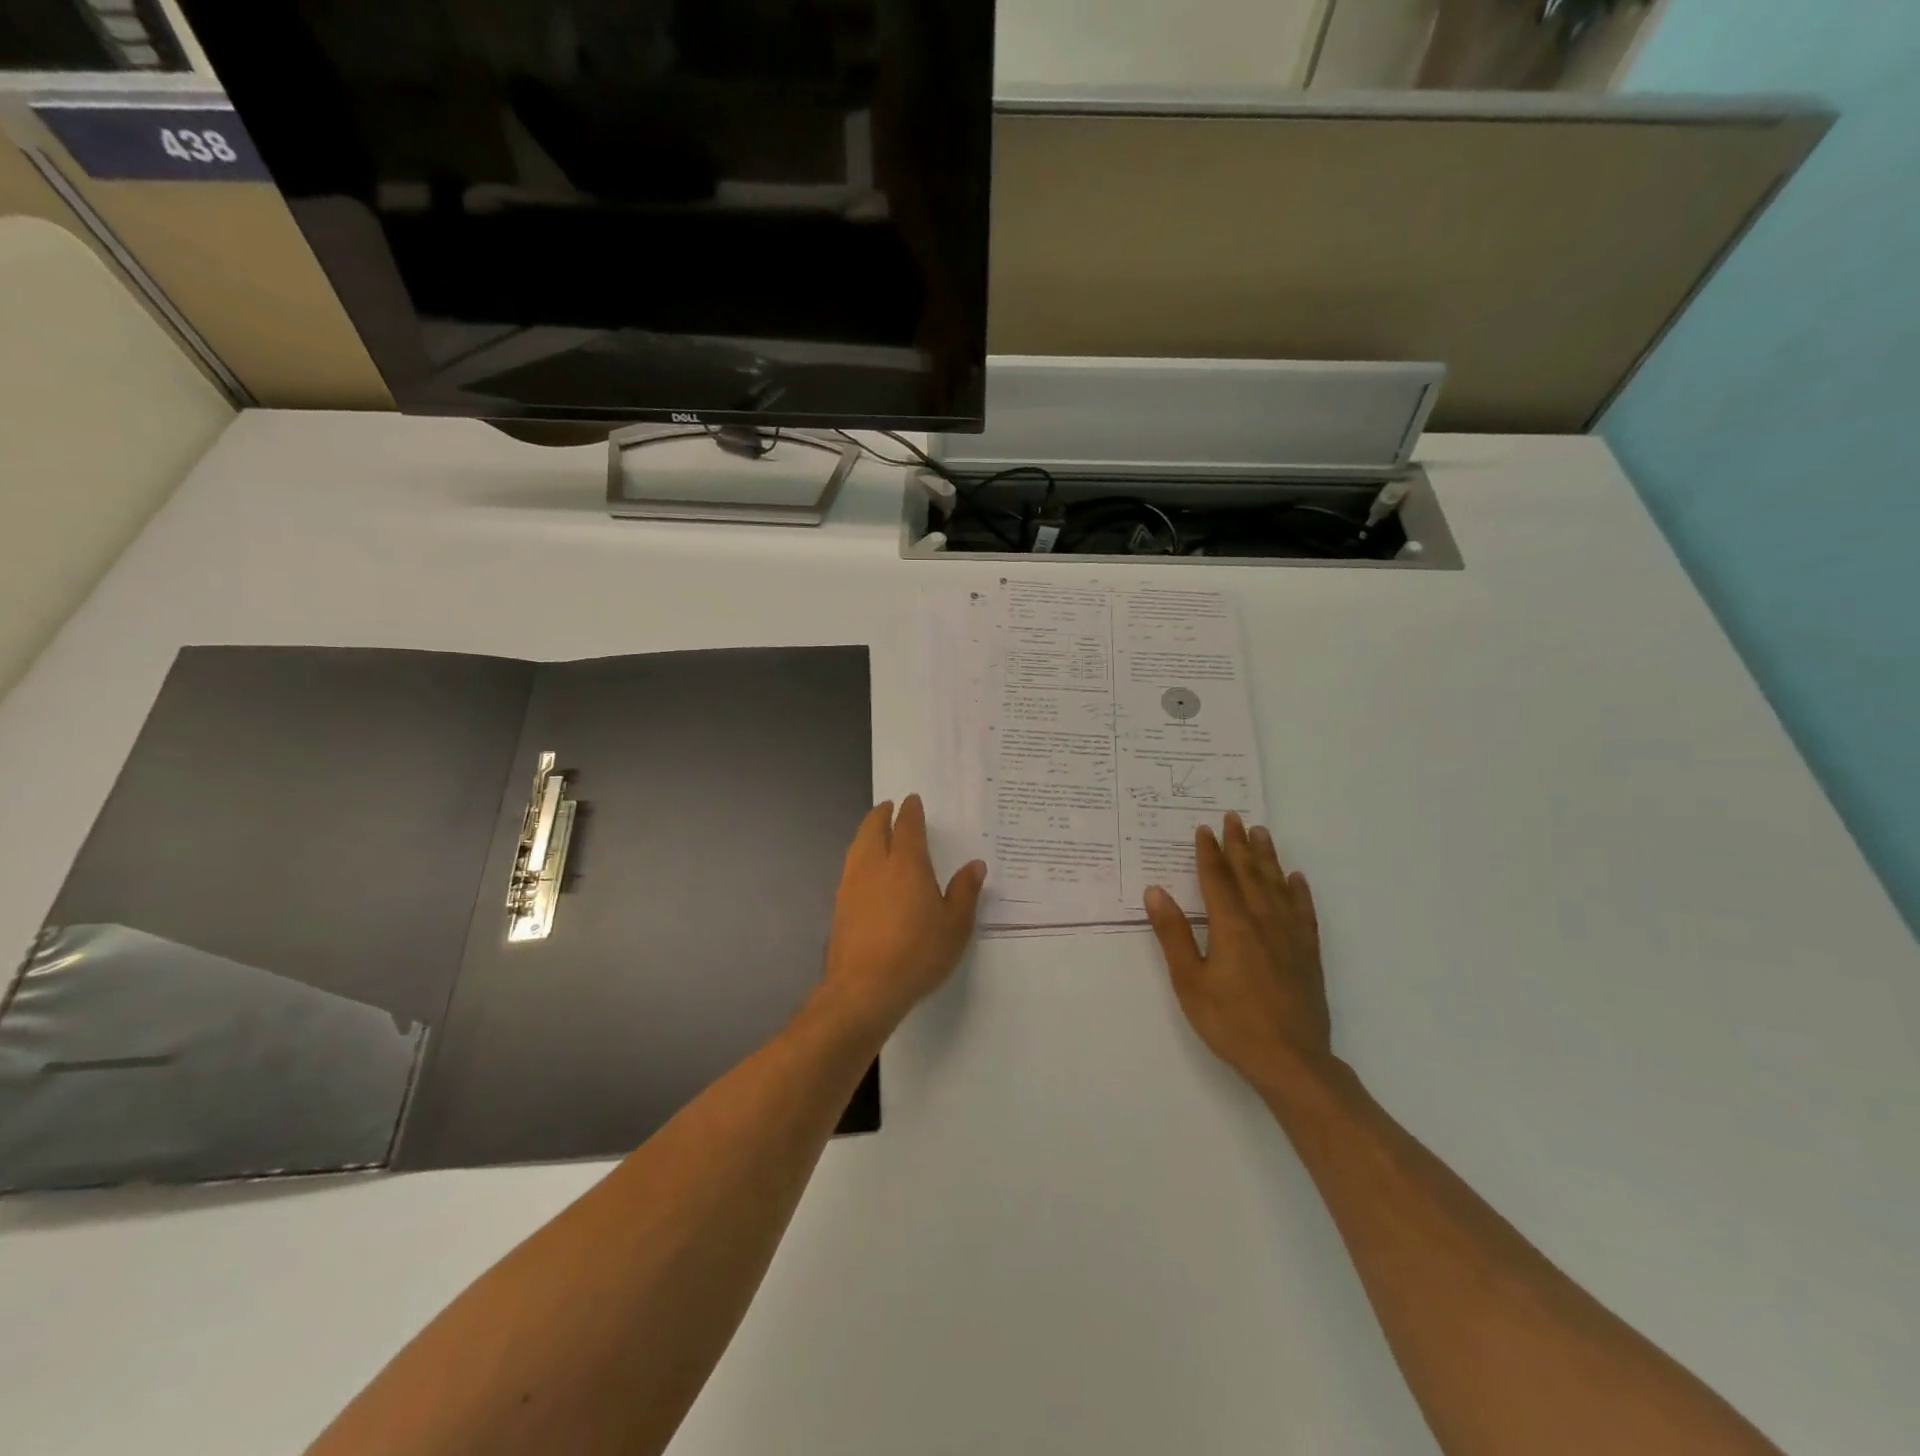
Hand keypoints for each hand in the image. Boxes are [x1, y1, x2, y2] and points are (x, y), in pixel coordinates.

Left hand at [819, 795, 985, 1037]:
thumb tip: (974, 866)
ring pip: (857, 847)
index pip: (906, 826)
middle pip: (872, 829)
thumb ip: (964, 892)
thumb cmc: (917, 953)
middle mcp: (874, 865)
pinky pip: (850, 868)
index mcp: (906, 863)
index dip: (910, 811)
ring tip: (874, 833)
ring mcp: (851, 885)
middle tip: (888, 808)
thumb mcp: (955, 925)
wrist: (864, 989)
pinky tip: (865, 871)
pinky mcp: (839, 906)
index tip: (911, 801)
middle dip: (881, 815)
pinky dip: (858, 857)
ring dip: (866, 833)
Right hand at [1144, 813, 1334, 1096]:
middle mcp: (1263, 921)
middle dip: (1238, 844)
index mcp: (1231, 925)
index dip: (1208, 852)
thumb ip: (1173, 934)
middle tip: (1234, 817)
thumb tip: (1155, 891)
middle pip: (1249, 873)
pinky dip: (1299, 891)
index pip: (1217, 878)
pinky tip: (1296, 878)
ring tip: (1261, 833)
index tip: (1204, 829)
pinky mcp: (1308, 953)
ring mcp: (1290, 936)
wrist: (1291, 1061)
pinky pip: (1303, 911)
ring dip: (1267, 857)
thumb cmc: (1231, 1022)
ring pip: (1277, 885)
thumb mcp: (1189, 981)